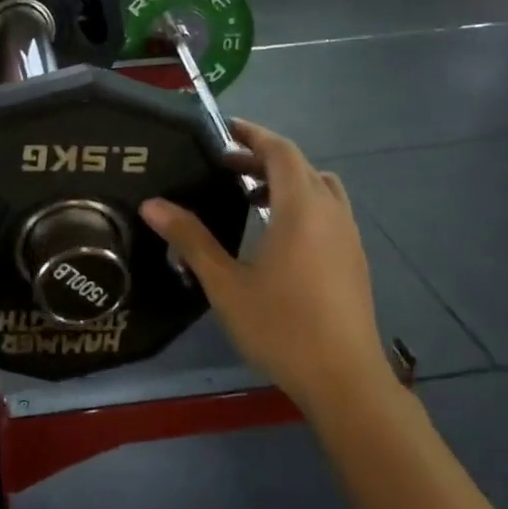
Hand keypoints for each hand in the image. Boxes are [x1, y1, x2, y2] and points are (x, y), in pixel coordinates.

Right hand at [140, 122, 394, 424]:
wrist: (344, 379)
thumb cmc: (281, 326)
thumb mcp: (225, 283)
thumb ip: (190, 239)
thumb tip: (152, 205)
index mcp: (300, 208)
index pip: (280, 151)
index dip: (252, 134)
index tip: (224, 129)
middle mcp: (331, 212)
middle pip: (299, 166)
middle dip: (263, 158)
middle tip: (225, 167)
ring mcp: (349, 236)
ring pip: (319, 188)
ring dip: (286, 181)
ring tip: (250, 198)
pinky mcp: (355, 259)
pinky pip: (329, 212)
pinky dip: (302, 204)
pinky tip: (278, 238)